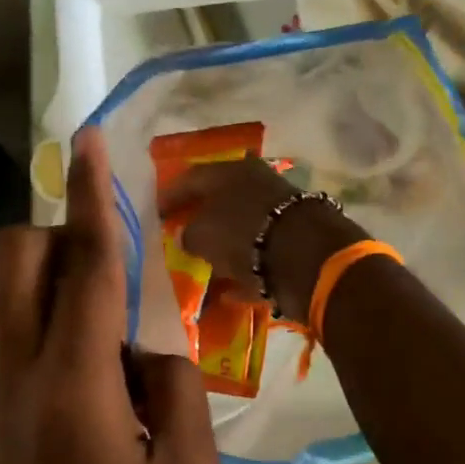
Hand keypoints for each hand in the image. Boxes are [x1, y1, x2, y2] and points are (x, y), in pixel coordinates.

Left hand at [0, 128, 220, 463]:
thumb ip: (175, 384)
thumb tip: (150, 346)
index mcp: (71, 385)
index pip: (84, 265)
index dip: (91, 197)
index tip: (89, 140)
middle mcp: (17, 378)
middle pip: (16, 262)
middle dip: (63, 237)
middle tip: (126, 268)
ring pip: (14, 304)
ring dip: (66, 291)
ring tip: (131, 343)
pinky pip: (23, 347)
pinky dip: (62, 334)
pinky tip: (113, 384)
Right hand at [162, 157, 366, 321]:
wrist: (306, 258)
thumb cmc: (244, 234)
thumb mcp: (202, 234)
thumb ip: (188, 235)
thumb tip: (186, 237)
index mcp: (231, 171)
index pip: (192, 178)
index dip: (171, 196)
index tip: (158, 213)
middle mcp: (257, 185)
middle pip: (221, 201)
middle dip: (201, 218)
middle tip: (182, 235)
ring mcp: (278, 214)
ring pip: (242, 229)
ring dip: (223, 247)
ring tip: (203, 266)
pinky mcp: (294, 245)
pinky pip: (259, 259)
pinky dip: (243, 273)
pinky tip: (226, 292)